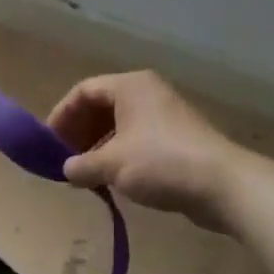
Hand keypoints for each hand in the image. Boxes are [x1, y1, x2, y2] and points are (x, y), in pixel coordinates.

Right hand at [47, 71, 243, 231]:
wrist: (223, 185)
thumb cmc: (161, 163)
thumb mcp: (111, 164)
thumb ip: (81, 165)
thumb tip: (66, 169)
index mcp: (130, 87)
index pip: (84, 91)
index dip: (62, 115)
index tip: (49, 142)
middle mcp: (147, 94)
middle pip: (101, 106)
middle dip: (79, 133)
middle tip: (65, 159)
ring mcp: (165, 116)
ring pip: (119, 125)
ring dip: (98, 148)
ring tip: (85, 174)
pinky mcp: (178, 139)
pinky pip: (137, 140)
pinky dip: (119, 156)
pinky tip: (112, 180)